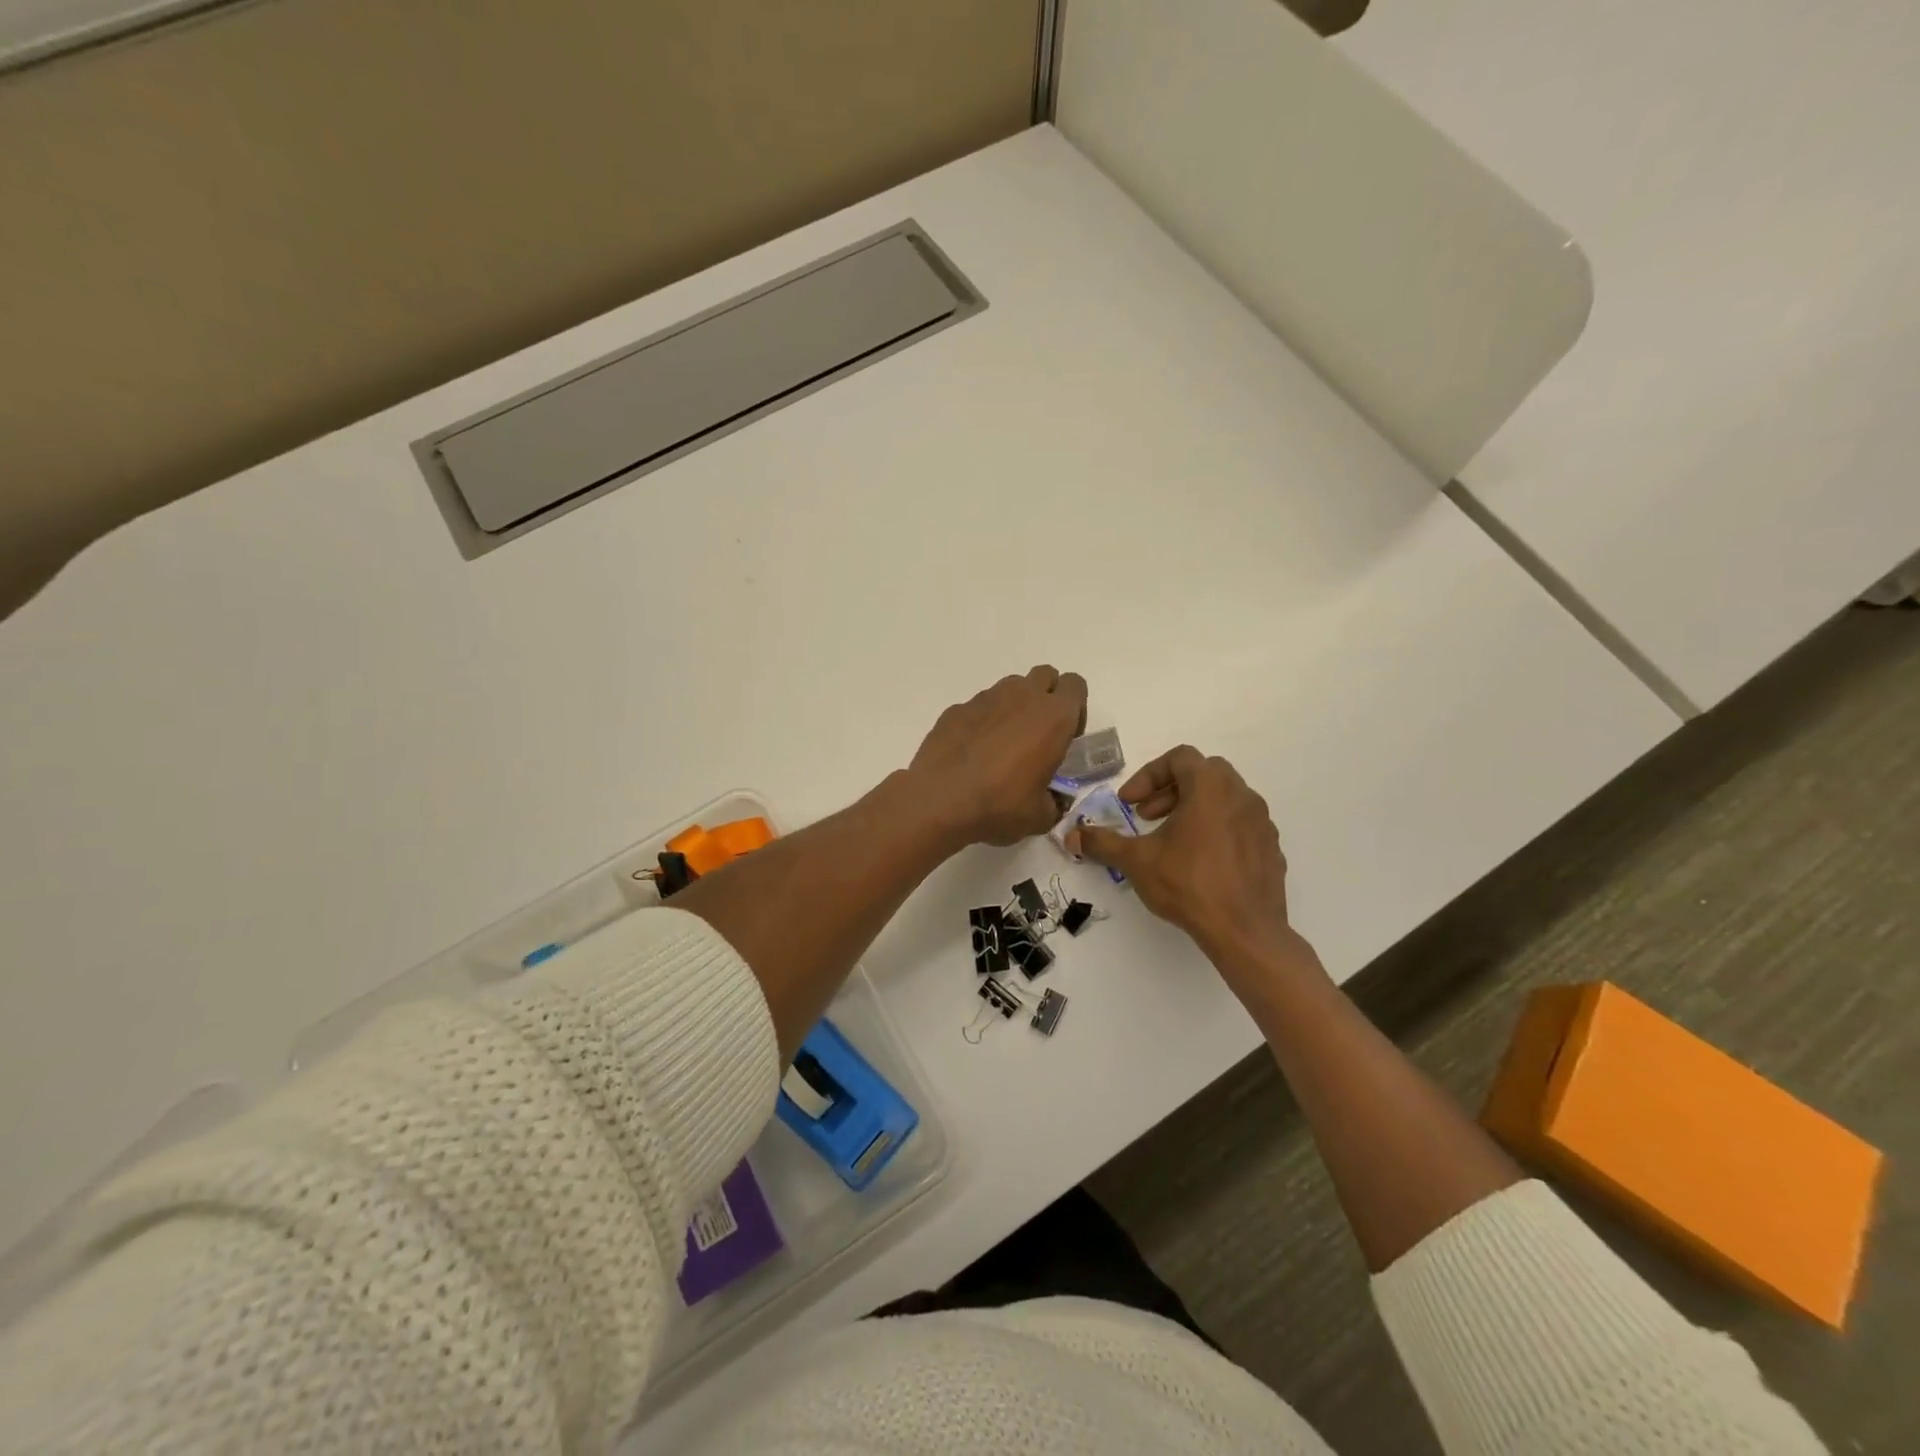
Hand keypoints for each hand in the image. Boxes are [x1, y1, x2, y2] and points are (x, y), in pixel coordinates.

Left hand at [908, 666, 1087, 847]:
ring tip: (1004, 744)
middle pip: (1045, 676)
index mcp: (1053, 717)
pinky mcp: (957, 708)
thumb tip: (1052, 801)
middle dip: (1047, 697)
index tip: (1065, 737)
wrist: (939, 800)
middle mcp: (1022, 696)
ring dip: (1015, 706)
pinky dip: (983, 721)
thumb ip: (1054, 802)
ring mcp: (986, 698)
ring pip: (1011, 687)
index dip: (1076, 709)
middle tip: (1038, 735)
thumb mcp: (1040, 816)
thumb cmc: (1000, 805)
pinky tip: (973, 752)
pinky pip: (979, 706)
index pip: (1076, 685)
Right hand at [1070, 746, 1312, 980]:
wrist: (1245, 931)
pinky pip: (1240, 824)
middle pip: (1203, 773)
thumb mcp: (1137, 861)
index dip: (1148, 775)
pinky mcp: (1271, 848)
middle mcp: (1241, 795)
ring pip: (1224, 798)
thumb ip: (1102, 843)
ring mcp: (1262, 822)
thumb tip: (1071, 836)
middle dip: (1170, 790)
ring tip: (1171, 840)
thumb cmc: (1189, 884)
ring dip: (1193, 808)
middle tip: (1148, 816)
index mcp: (1210, 787)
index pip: (1179, 758)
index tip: (1130, 803)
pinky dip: (1217, 829)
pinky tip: (1200, 861)